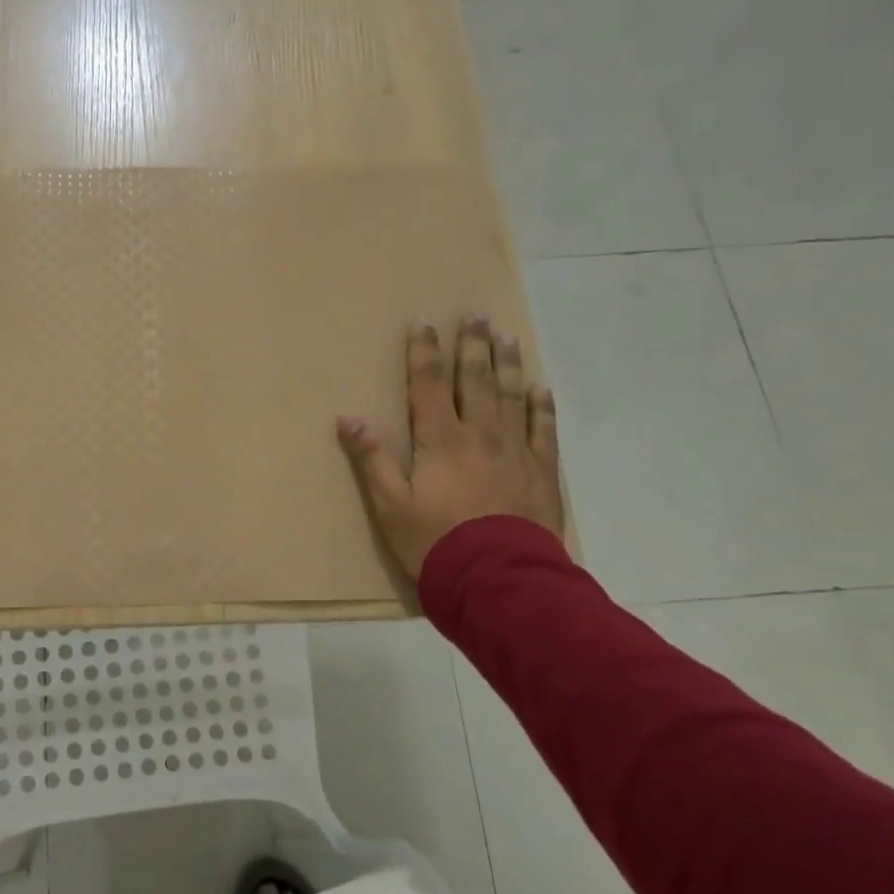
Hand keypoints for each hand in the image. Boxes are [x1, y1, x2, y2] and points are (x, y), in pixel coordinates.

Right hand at [338, 315, 564, 580]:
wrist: (498, 579)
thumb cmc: (434, 542)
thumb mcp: (389, 505)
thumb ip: (371, 459)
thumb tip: (349, 418)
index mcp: (440, 440)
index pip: (428, 385)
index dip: (424, 351)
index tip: (425, 321)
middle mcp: (480, 434)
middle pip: (475, 381)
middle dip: (473, 345)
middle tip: (477, 315)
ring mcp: (515, 451)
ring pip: (512, 397)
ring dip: (507, 364)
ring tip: (507, 336)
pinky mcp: (541, 472)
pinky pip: (544, 430)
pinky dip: (542, 407)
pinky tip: (540, 388)